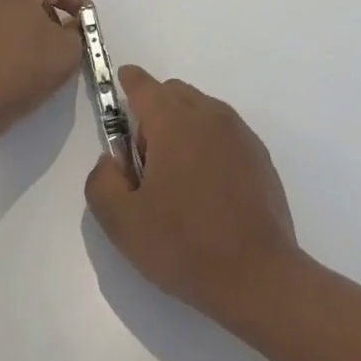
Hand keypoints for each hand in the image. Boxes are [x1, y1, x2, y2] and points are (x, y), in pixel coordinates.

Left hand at [0, 0, 88, 134]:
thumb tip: (69, 29)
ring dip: (25, 34)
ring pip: (6, 20)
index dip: (79, 2)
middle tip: (65, 42)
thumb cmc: (21, 68)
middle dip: (52, 17)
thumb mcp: (66, 52)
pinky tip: (7, 74)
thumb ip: (77, 35)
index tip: (90, 23)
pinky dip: (1, 50)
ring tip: (37, 62)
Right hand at [85, 67, 302, 330]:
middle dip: (153, 113)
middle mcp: (208, 114)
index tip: (119, 89)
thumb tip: (114, 161)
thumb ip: (102, 180)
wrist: (259, 277)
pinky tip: (207, 190)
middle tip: (146, 163)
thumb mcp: (122, 222)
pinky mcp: (259, 154)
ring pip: (200, 111)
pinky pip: (223, 132)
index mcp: (173, 121)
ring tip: (178, 181)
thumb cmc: (185, 246)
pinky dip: (208, 144)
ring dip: (182, 128)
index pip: (143, 85)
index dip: (127, 83)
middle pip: (172, 93)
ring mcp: (239, 133)